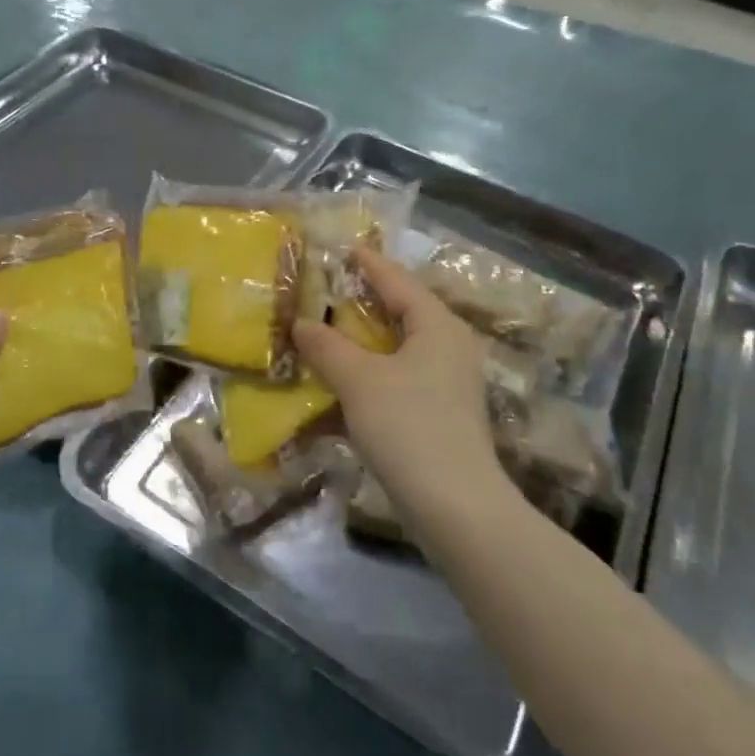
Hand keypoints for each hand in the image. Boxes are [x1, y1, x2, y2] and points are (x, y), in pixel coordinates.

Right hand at [294, 247, 513, 513]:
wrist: (454, 507)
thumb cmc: (408, 426)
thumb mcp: (358, 379)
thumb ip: (326, 346)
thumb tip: (300, 323)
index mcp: (437, 326)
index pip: (397, 281)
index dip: (367, 264)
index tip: (341, 248)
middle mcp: (447, 348)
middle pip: (398, 314)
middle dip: (358, 305)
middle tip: (320, 292)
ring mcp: (445, 385)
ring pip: (394, 351)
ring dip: (358, 345)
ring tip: (320, 335)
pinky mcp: (436, 416)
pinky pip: (395, 382)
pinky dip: (366, 379)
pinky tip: (335, 388)